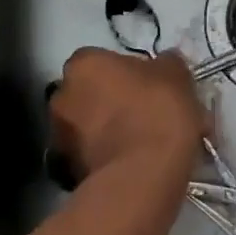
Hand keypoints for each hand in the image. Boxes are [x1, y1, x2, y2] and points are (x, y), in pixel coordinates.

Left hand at [48, 49, 204, 183]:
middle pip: (89, 92)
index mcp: (83, 63)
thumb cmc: (157, 111)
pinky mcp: (65, 170)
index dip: (126, 73)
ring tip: (142, 144)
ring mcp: (59, 135)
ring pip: (88, 126)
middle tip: (144, 114)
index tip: (148, 87)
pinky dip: (106, 158)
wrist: (142, 175)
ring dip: (107, 131)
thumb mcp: (176, 75)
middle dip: (111, 102)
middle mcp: (61, 94)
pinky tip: (134, 165)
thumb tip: (164, 64)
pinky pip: (90, 155)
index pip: (101, 60)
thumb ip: (165, 64)